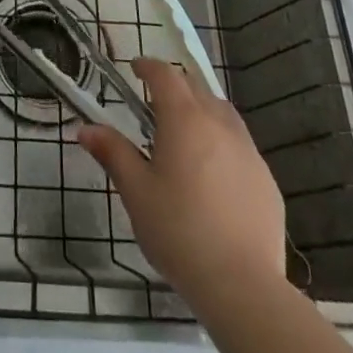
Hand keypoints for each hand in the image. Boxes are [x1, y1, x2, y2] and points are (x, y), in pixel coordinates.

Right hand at [76, 57, 286, 310]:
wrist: (242, 285)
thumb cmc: (179, 231)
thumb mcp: (136, 192)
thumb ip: (113, 153)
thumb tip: (85, 129)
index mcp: (184, 119)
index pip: (165, 75)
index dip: (148, 67)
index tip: (135, 69)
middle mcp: (219, 124)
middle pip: (196, 88)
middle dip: (175, 86)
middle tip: (155, 103)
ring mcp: (248, 151)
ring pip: (223, 113)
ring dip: (202, 111)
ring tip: (186, 133)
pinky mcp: (267, 180)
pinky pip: (241, 146)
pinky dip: (223, 144)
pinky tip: (215, 176)